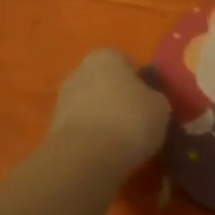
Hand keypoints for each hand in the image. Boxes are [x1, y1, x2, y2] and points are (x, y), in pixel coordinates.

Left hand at [47, 49, 170, 170]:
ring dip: (105, 119)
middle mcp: (80, 70)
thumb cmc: (130, 120)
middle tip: (139, 122)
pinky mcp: (53, 128)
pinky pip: (82, 128)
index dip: (142, 84)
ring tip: (124, 142)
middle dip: (120, 99)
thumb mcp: (161, 107)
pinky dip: (93, 137)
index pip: (129, 63)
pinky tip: (107, 153)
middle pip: (107, 83)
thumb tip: (151, 102)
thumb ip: (155, 98)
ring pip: (93, 106)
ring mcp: (63, 99)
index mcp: (107, 56)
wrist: (86, 158)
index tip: (152, 104)